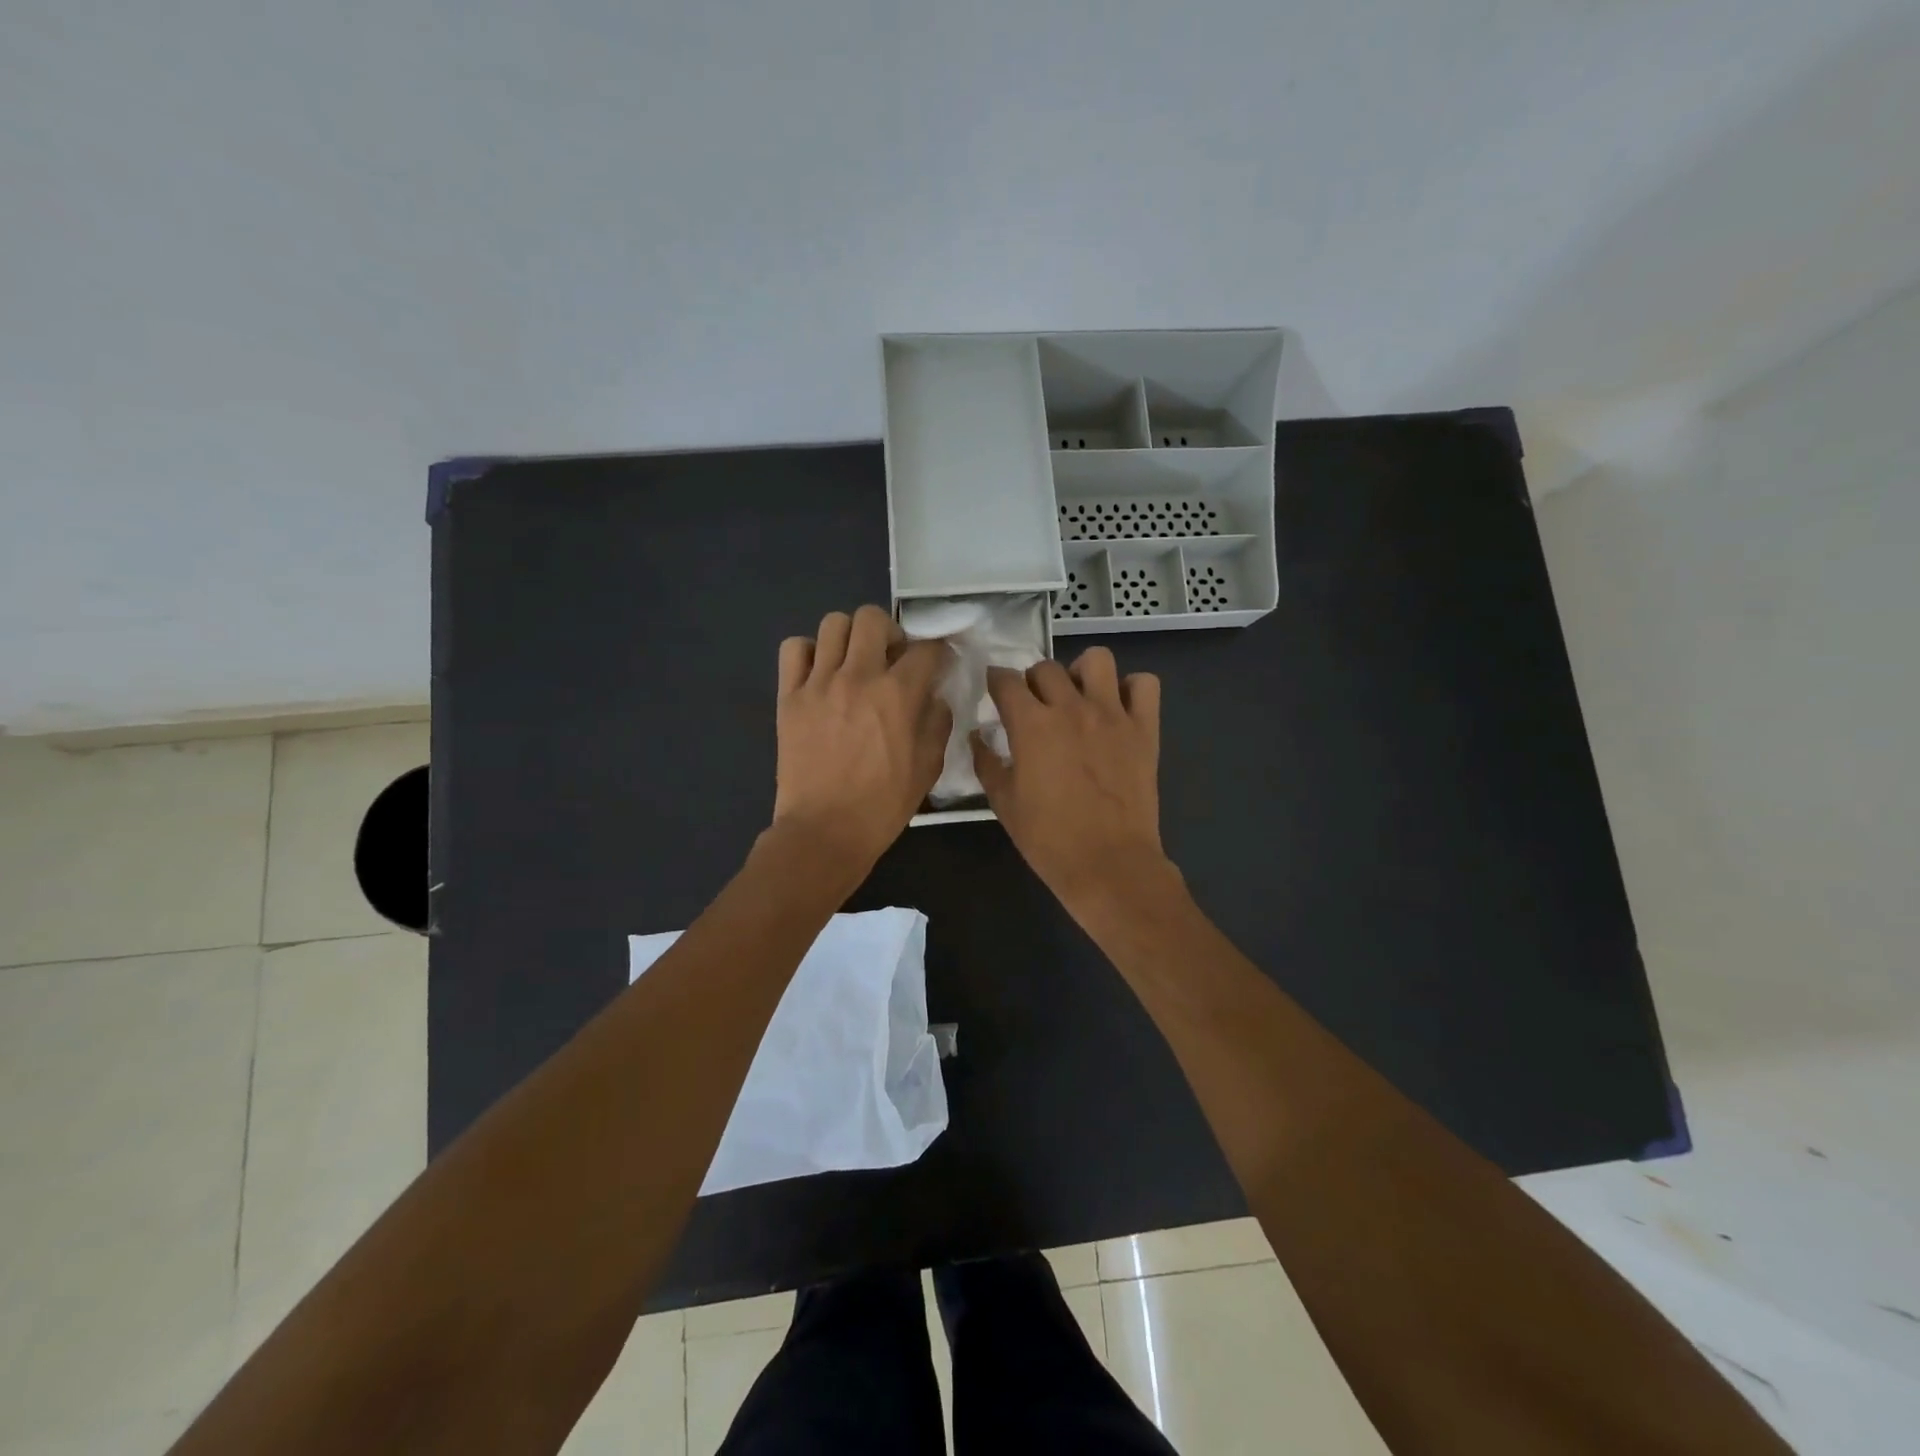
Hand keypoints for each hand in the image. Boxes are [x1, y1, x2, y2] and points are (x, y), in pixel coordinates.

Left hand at [772, 605, 951, 876]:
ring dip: (851, 637)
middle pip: (873, 618)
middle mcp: (858, 676)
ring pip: (833, 624)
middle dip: (890, 631)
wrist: (825, 831)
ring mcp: (818, 683)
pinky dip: (809, 652)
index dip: (938, 650)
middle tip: (891, 658)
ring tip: (854, 662)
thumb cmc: (882, 805)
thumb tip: (934, 696)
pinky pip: (794, 649)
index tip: (937, 661)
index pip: (926, 648)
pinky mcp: (789, 696)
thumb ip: (937, 723)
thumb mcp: (927, 768)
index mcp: (897, 694)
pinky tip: (820, 673)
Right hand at [971, 647, 1172, 910]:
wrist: (1108, 864)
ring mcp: (1112, 714)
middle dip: (1033, 682)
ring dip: (1081, 673)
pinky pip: (1144, 685)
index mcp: (1032, 724)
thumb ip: (987, 762)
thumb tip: (978, 736)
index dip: (996, 682)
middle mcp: (1071, 708)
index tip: (995, 693)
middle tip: (1034, 707)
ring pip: (1097, 660)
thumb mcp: (1003, 803)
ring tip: (1078, 698)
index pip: (1006, 680)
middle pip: (1046, 667)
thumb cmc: (1049, 839)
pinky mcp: (1144, 729)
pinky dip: (1131, 689)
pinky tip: (1118, 709)